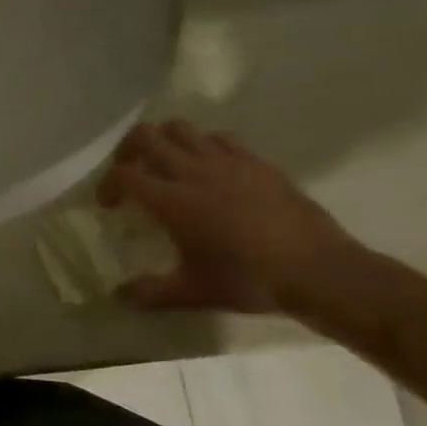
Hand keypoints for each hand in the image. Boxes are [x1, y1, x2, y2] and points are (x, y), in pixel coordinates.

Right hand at [98, 121, 359, 313]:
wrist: (320, 271)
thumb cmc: (250, 281)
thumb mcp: (193, 293)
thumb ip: (151, 292)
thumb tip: (120, 296)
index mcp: (173, 202)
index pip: (122, 176)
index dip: (106, 185)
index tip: (109, 205)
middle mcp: (194, 172)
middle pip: (145, 136)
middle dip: (127, 151)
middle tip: (131, 173)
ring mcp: (228, 162)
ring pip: (181, 128)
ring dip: (164, 141)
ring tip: (166, 165)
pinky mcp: (257, 163)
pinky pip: (219, 138)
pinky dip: (203, 146)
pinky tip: (209, 169)